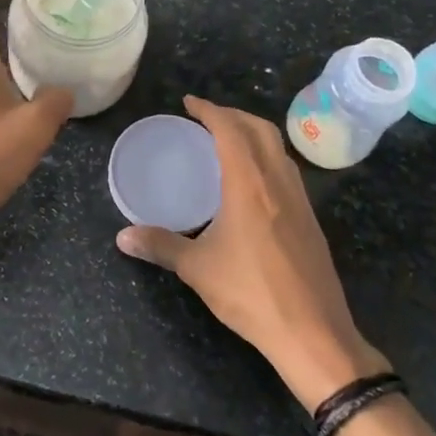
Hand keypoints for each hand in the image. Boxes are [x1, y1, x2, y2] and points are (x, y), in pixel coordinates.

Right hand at [117, 96, 390, 409]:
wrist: (313, 331)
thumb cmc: (251, 294)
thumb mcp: (197, 269)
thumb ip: (160, 245)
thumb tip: (122, 237)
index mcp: (249, 184)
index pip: (230, 129)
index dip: (209, 110)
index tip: (189, 103)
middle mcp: (278, 182)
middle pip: (260, 129)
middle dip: (233, 115)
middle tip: (206, 119)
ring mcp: (300, 200)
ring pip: (278, 148)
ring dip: (253, 134)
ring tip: (227, 142)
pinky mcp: (310, 219)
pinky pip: (287, 170)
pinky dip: (267, 157)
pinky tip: (252, 182)